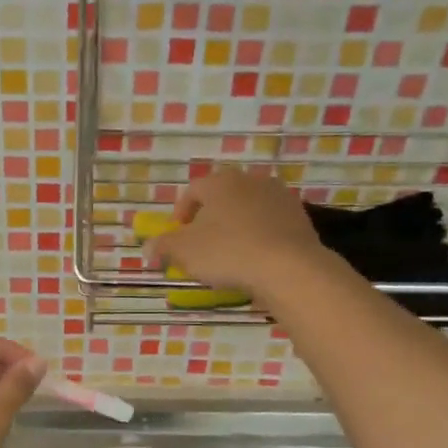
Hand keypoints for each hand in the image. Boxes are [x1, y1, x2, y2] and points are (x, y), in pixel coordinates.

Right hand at [143, 170, 325, 297]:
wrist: (288, 267)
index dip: (181, 214)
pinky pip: (270, 224)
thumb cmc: (227, 252)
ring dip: (236, 226)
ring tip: (230, 253)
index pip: (192, 192)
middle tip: (202, 245)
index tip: (178, 237)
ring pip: (248, 210)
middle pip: (222, 198)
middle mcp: (250, 180)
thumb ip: (163, 246)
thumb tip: (148, 247)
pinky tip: (256, 258)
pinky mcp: (300, 216)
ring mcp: (279, 196)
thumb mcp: (184, 251)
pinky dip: (260, 236)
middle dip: (209, 219)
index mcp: (219, 182)